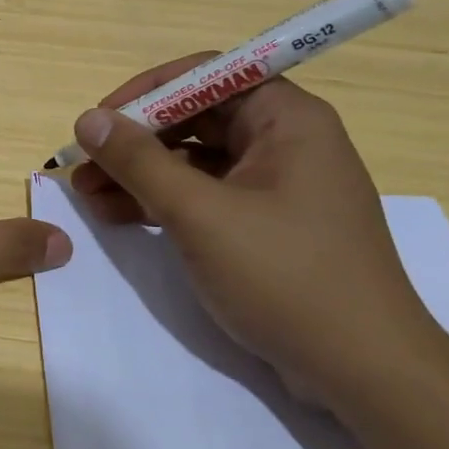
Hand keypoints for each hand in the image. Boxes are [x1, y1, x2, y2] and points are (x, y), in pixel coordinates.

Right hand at [69, 55, 448, 404]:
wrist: (365, 373)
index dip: (147, 92)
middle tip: (83, 164)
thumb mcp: (200, 215)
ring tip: (88, 196)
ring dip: (140, 174)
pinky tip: (118, 216)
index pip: (206, 76)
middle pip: (196, 118)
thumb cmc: (286, 277)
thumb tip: (88, 119)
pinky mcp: (267, 225)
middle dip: (135, 140)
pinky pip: (206, 196)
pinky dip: (163, 202)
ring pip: (194, 160)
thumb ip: (140, 162)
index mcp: (287, 120)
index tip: (100, 121)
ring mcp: (277, 186)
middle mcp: (285, 142)